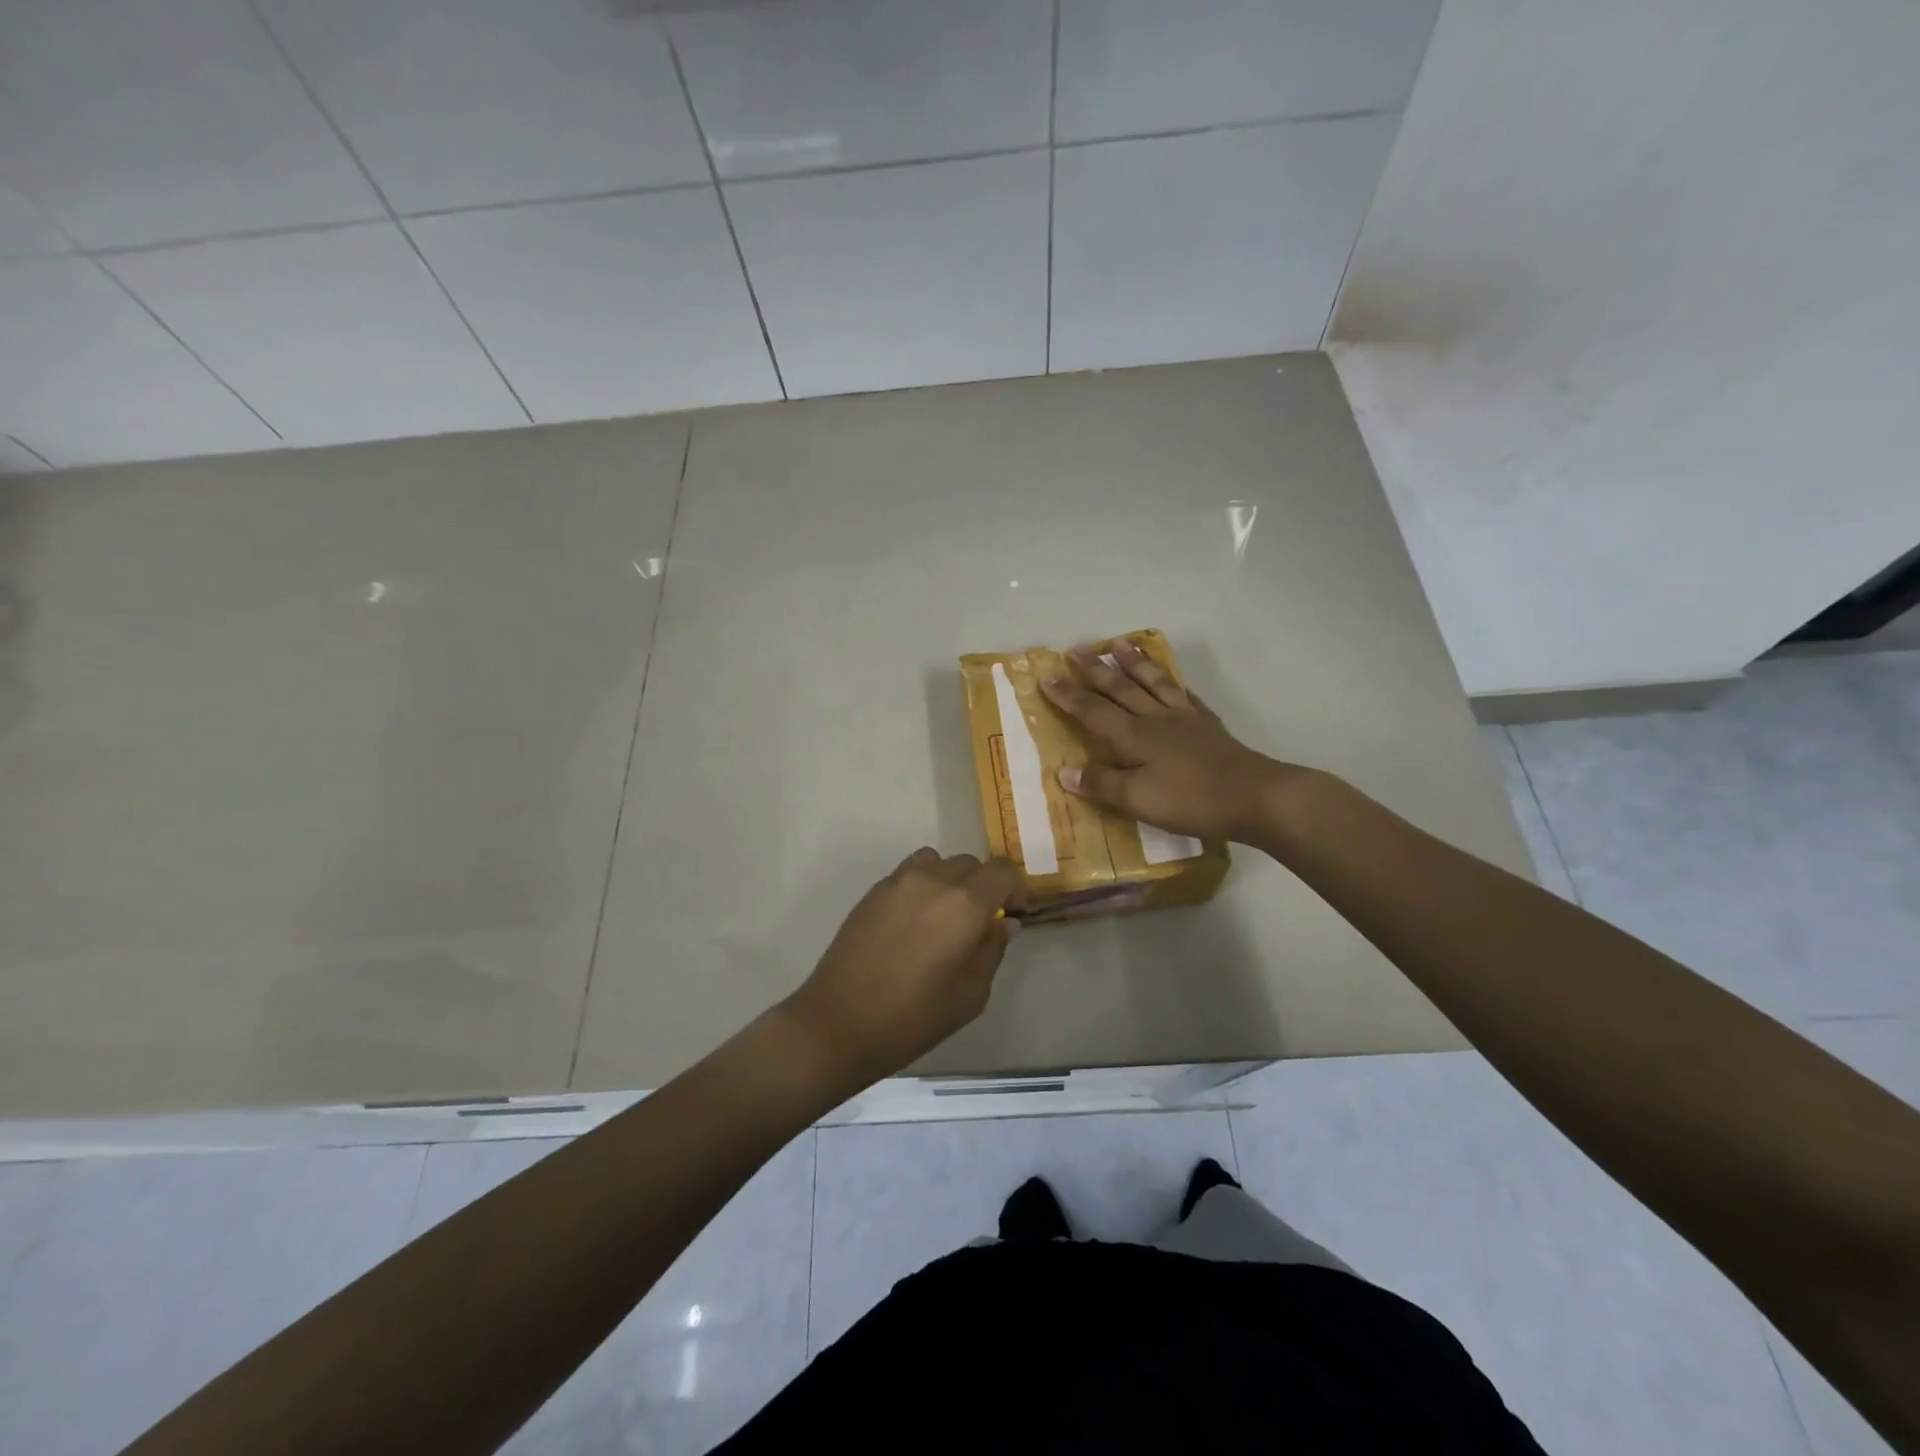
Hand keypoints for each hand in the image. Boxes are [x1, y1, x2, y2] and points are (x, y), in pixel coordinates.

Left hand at [786, 849, 1022, 1082]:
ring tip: (944, 917)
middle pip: (970, 864)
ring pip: (938, 862)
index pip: (1002, 871)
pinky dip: (922, 886)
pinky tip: (913, 924)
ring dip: (950, 881)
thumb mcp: (970, 994)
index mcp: (964, 903)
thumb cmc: (913, 1017)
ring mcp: (898, 881)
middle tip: (978, 923)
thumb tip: (1002, 923)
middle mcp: (933, 880)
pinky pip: (909, 873)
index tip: (1011, 916)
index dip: (1013, 890)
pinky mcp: (873, 891)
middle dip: (983, 887)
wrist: (839, 1023)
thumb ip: (992, 950)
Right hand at [1039, 639, 1301, 843]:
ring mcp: (1185, 719)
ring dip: (1133, 664)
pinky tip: (1173, 680)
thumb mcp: (1138, 799)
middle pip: (1120, 689)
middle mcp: (1155, 719)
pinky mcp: (1208, 725)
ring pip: (1153, 683)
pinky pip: (1185, 696)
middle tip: (1076, 648)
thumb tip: (1063, 770)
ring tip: (1119, 644)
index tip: (1047, 676)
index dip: (1068, 695)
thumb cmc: (1191, 800)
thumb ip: (1101, 783)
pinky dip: (1174, 683)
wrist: (1254, 796)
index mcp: (1134, 736)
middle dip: (1094, 670)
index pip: (1093, 711)